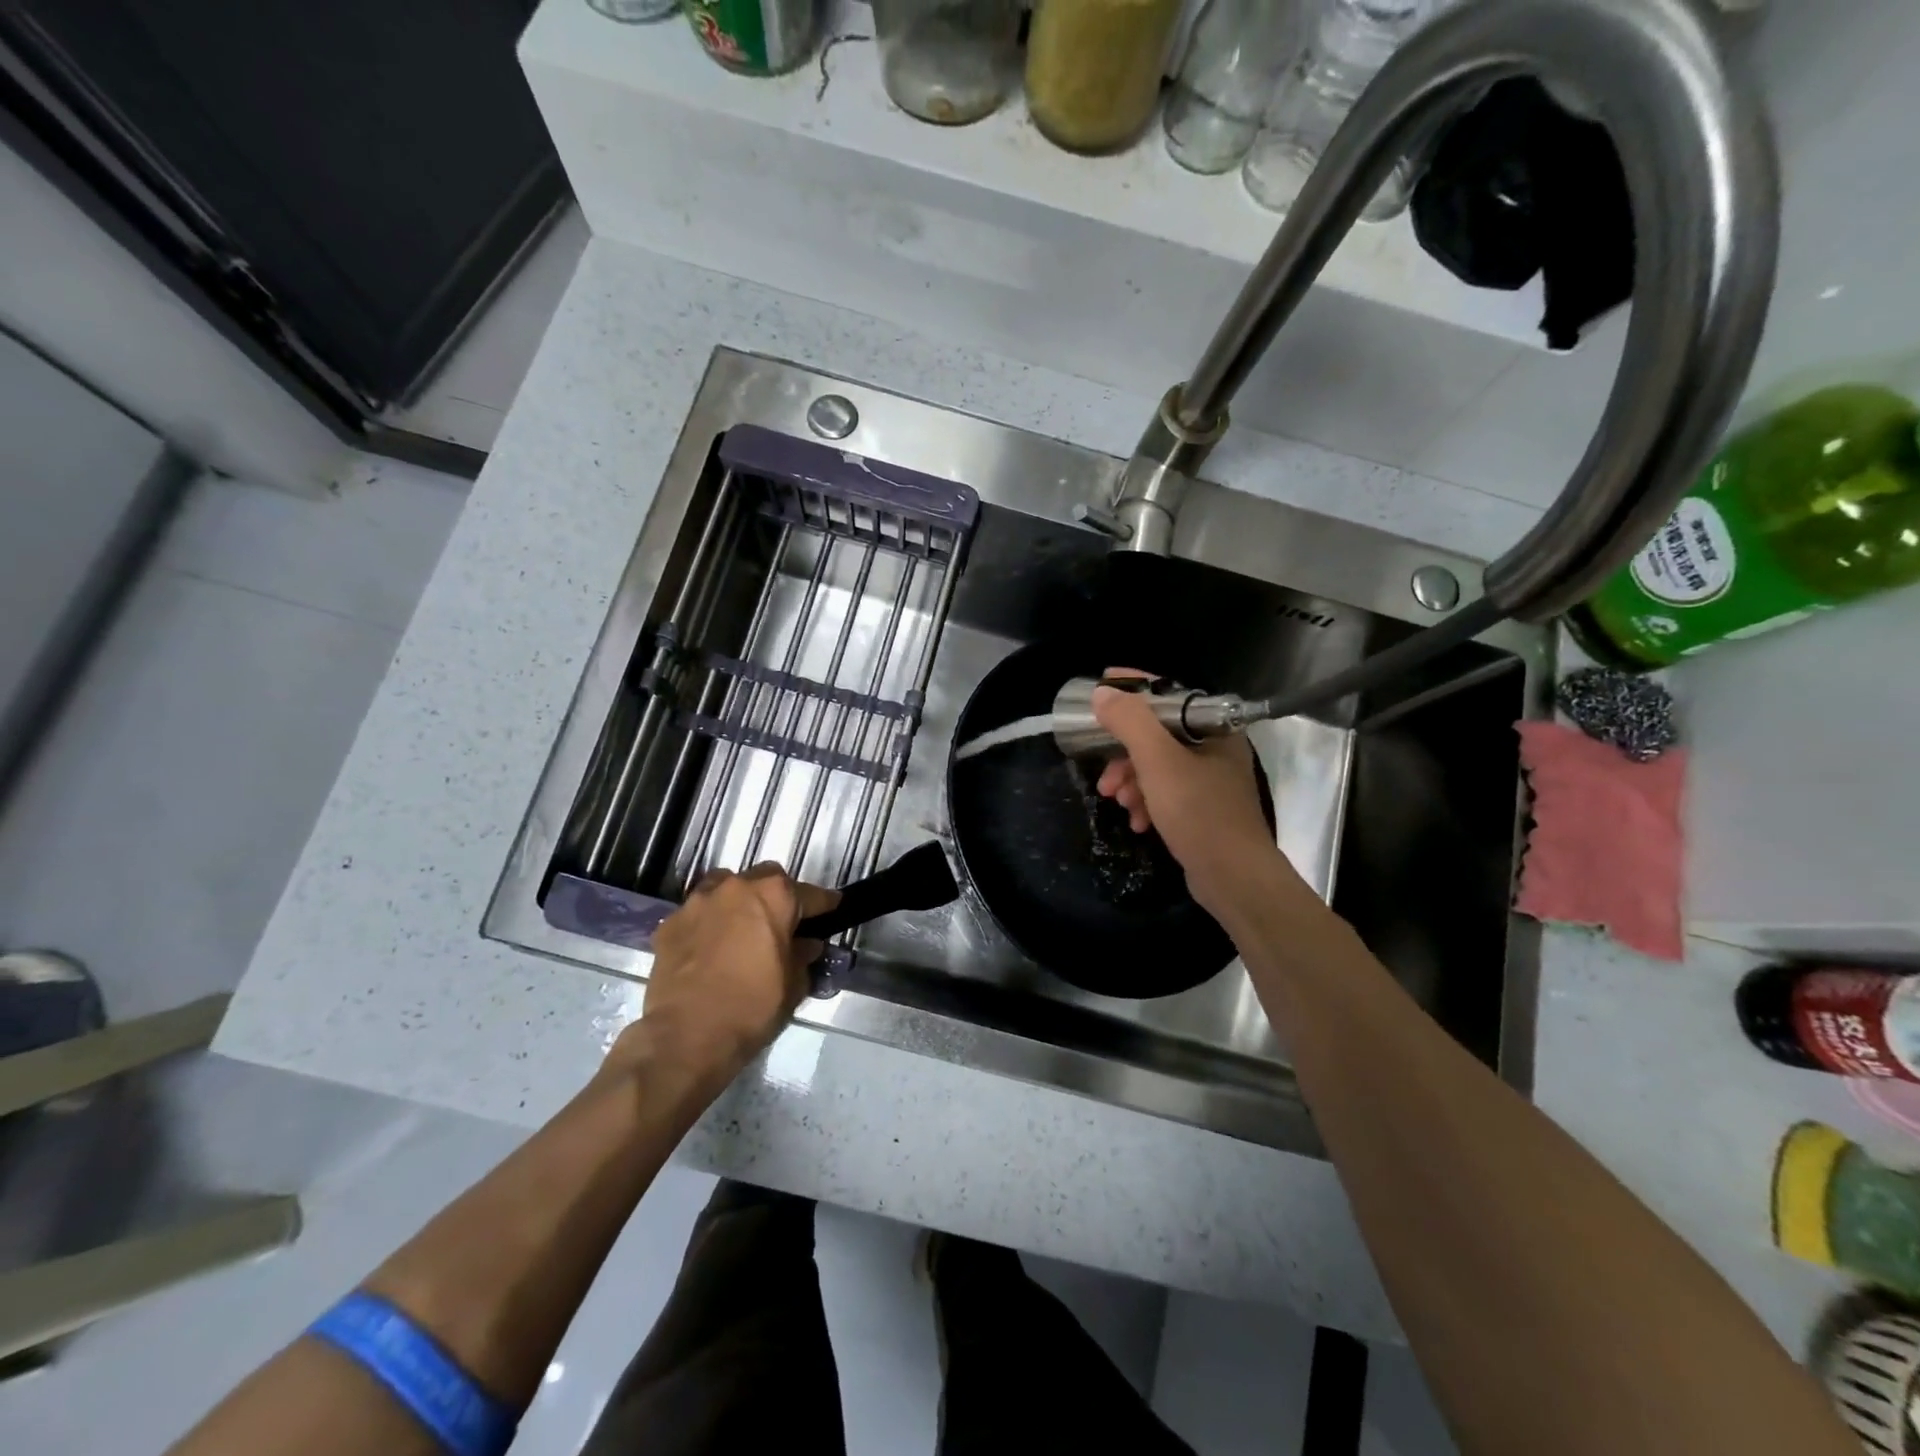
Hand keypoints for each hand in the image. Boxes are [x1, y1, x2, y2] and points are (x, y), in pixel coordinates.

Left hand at [624, 863, 838, 1087]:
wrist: (686, 1035)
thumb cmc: (752, 1007)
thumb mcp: (794, 984)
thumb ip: (802, 956)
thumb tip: (805, 945)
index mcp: (774, 896)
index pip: (810, 894)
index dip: (824, 904)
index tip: (833, 909)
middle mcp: (736, 887)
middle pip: (765, 879)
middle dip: (777, 896)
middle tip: (782, 922)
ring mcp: (698, 902)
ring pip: (725, 887)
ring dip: (738, 902)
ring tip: (742, 929)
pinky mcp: (669, 924)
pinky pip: (697, 914)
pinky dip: (708, 924)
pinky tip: (710, 949)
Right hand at [1091, 671, 1297, 917]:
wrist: (1234, 878)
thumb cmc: (1199, 812)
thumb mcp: (1158, 762)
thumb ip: (1130, 723)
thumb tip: (1103, 693)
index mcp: (1214, 729)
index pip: (1169, 696)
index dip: (1133, 690)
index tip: (1100, 687)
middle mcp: (1216, 750)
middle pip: (1158, 736)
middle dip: (1125, 755)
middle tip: (1104, 776)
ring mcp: (1211, 783)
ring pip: (1158, 768)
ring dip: (1132, 782)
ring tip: (1118, 802)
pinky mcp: (1203, 811)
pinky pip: (1166, 795)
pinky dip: (1147, 804)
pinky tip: (1138, 822)